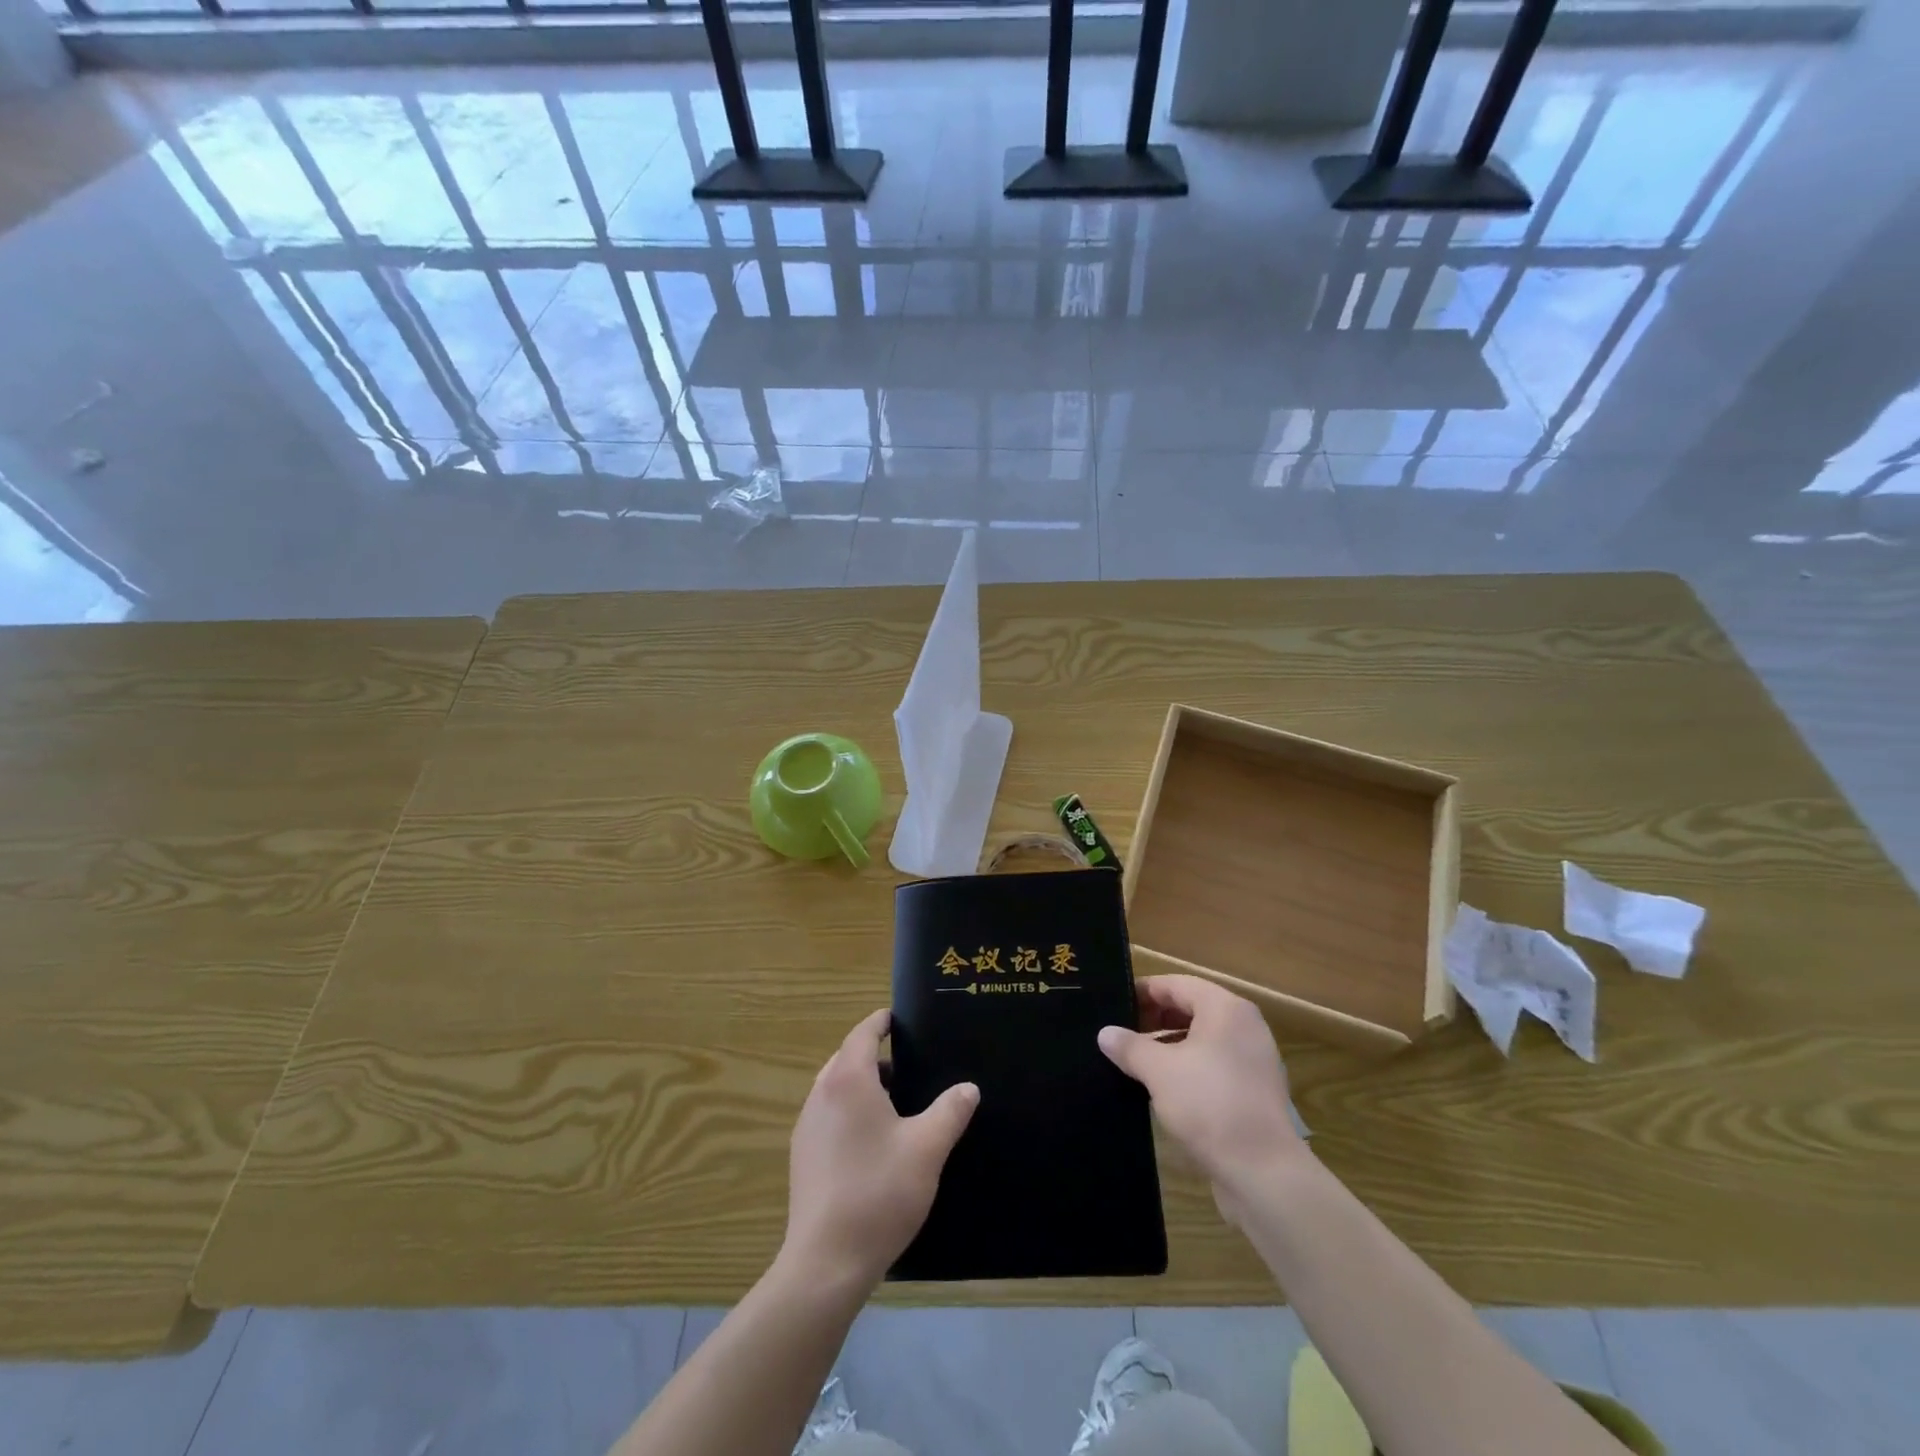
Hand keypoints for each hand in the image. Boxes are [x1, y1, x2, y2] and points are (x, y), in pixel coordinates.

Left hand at [782, 1009, 978, 1291]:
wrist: (826, 1261)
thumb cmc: (879, 1192)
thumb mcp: (927, 1148)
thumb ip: (950, 1111)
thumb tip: (968, 1088)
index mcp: (848, 1080)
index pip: (862, 1033)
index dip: (881, 1021)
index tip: (899, 1018)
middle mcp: (821, 1094)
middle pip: (846, 1059)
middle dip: (874, 1055)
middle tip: (909, 1065)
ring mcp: (807, 1126)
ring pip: (835, 1088)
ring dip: (862, 1085)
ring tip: (896, 1103)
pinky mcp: (802, 1156)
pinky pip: (827, 1115)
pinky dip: (849, 1111)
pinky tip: (873, 1141)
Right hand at [1097, 975, 1308, 1223]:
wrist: (1264, 1173)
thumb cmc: (1209, 1105)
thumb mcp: (1159, 1071)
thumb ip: (1130, 1047)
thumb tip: (1105, 1033)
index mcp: (1225, 1009)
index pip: (1176, 984)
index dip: (1143, 991)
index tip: (1114, 1004)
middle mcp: (1244, 1025)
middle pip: (1191, 1007)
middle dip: (1155, 1018)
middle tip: (1121, 1033)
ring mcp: (1254, 1059)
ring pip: (1203, 1037)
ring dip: (1169, 1043)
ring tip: (1136, 1060)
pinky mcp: (1255, 1090)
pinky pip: (1215, 1063)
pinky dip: (1188, 1065)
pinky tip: (1164, 1086)